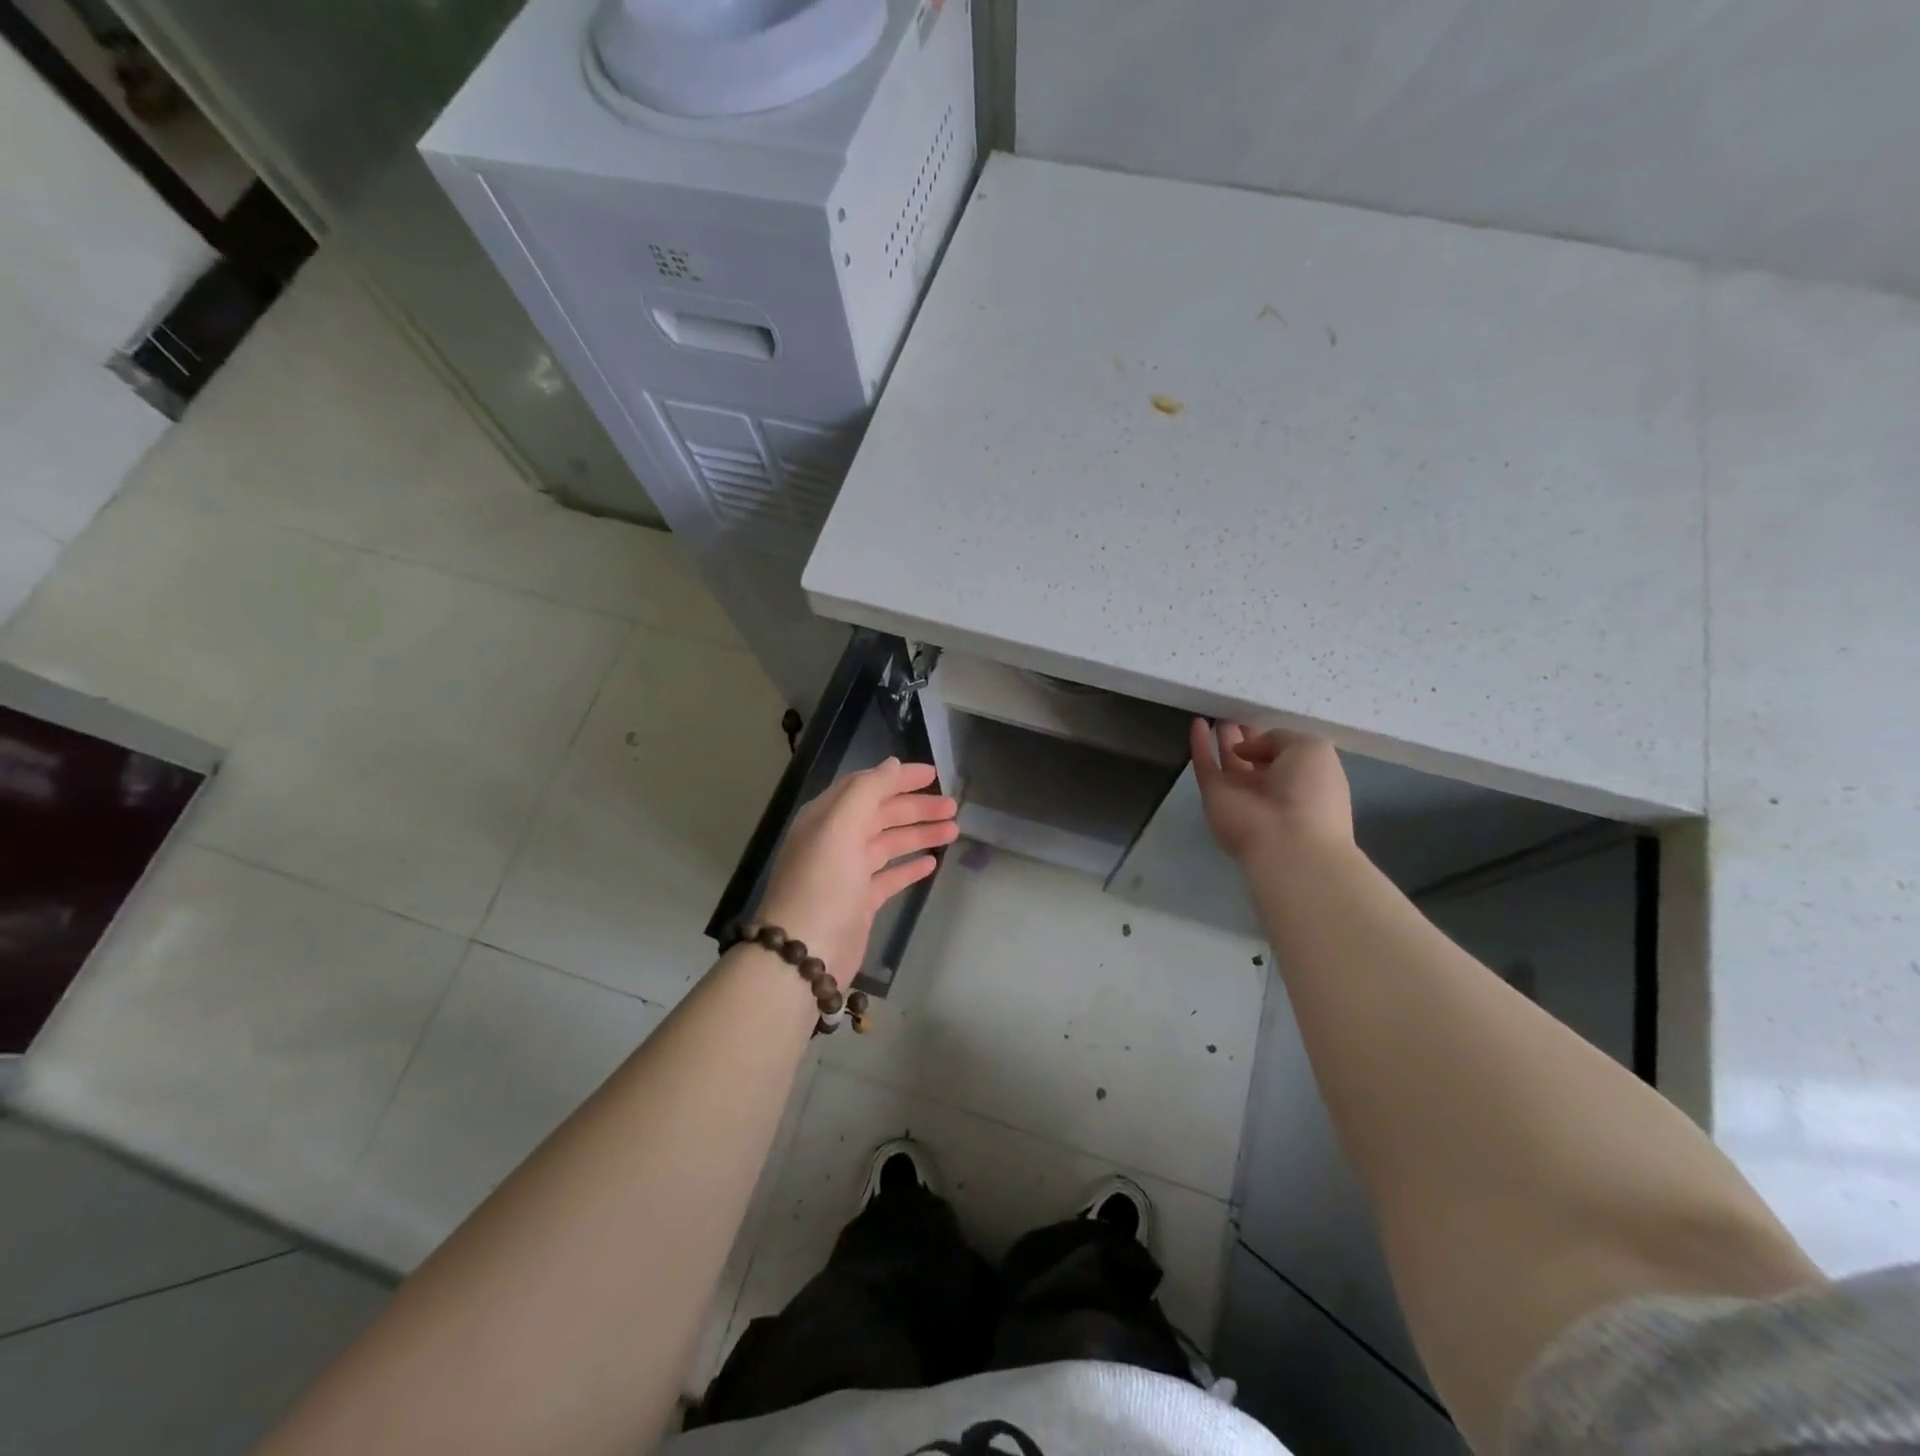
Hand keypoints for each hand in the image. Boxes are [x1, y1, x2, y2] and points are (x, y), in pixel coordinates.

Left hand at [756, 758, 959, 981]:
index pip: (866, 786)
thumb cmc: (823, 883)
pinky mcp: (860, 902)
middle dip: (916, 807)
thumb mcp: (841, 826)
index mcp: (827, 817)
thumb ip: (867, 790)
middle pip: (881, 814)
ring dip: (919, 834)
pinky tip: (932, 863)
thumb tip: (893, 765)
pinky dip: (909, 867)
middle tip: (953, 807)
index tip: (933, 774)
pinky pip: (889, 876)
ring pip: (889, 844)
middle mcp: (836, 840)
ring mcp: (848, 873)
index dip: (898, 778)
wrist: (805, 954)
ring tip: (953, 831)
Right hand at [1190, 719, 1352, 862]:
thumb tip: (1247, 747)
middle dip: (1245, 737)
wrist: (1286, 841)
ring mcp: (1240, 791)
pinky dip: (1198, 745)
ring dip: (1223, 740)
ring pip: (1229, 760)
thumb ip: (1280, 737)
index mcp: (1301, 777)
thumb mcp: (1312, 749)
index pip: (1283, 753)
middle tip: (1233, 715)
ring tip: (1217, 716)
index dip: (1271, 737)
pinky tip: (1196, 723)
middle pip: (1254, 757)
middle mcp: (1271, 786)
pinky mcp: (1213, 795)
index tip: (1259, 718)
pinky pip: (1204, 765)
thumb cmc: (1310, 792)